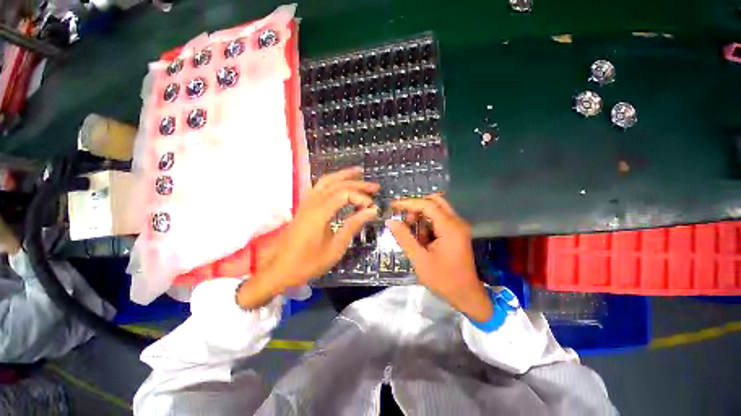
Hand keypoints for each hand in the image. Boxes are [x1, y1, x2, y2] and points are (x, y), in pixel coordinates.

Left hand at [237, 167, 378, 309]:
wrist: (280, 269)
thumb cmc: (309, 262)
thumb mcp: (336, 247)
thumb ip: (354, 225)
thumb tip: (372, 211)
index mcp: (319, 213)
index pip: (344, 194)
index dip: (361, 197)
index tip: (372, 207)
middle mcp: (312, 202)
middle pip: (337, 184)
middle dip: (357, 183)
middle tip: (375, 186)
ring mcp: (306, 202)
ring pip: (326, 181)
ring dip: (344, 176)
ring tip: (359, 173)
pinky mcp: (304, 206)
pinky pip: (319, 187)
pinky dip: (332, 181)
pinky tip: (340, 183)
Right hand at [387, 195, 492, 321]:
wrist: (467, 296)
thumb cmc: (443, 279)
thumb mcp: (420, 259)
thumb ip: (404, 238)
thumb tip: (390, 221)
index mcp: (450, 227)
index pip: (427, 205)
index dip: (408, 203)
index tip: (393, 206)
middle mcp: (456, 222)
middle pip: (435, 202)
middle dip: (417, 207)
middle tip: (405, 219)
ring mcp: (458, 227)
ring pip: (437, 210)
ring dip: (422, 217)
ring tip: (413, 234)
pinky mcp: (456, 233)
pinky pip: (440, 220)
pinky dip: (428, 225)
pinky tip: (422, 240)